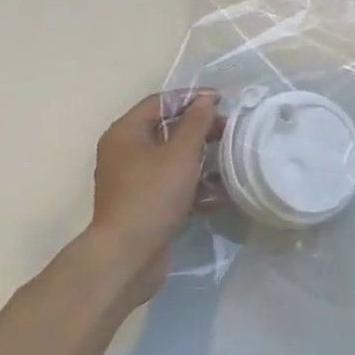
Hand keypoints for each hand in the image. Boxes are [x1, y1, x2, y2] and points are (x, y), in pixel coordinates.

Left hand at [83, 91, 219, 301]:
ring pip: (172, 161)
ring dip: (200, 160)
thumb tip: (206, 100)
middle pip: (166, 130)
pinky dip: (193, 187)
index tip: (222, 101)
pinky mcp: (144, 206)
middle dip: (199, 130)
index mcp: (125, 133)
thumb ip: (196, 123)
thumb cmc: (152, 196)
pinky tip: (219, 195)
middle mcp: (124, 153)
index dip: (192, 97)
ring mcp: (133, 181)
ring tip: (229, 161)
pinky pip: (171, 186)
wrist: (127, 256)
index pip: (160, 102)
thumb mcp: (180, 154)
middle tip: (229, 131)